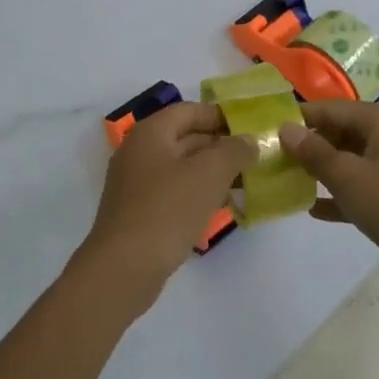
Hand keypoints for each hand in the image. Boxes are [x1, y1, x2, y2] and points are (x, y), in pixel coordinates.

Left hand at [79, 103, 254, 316]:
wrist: (124, 267)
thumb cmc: (168, 209)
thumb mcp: (209, 173)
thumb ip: (234, 150)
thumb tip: (249, 140)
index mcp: (151, 133)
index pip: (190, 111)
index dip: (221, 116)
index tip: (251, 129)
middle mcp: (139, 152)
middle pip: (185, 138)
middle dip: (220, 147)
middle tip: (254, 158)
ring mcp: (136, 184)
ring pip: (181, 168)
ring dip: (212, 173)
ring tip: (245, 183)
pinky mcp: (139, 212)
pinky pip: (174, 193)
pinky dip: (197, 194)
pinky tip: (221, 208)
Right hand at [278, 102, 378, 292]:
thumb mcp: (348, 177)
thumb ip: (314, 152)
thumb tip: (285, 128)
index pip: (331, 109)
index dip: (299, 119)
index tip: (268, 130)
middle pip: (340, 132)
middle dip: (309, 146)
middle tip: (274, 159)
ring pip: (350, 159)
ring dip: (321, 170)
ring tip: (287, 180)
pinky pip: (361, 185)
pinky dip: (340, 193)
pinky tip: (312, 208)